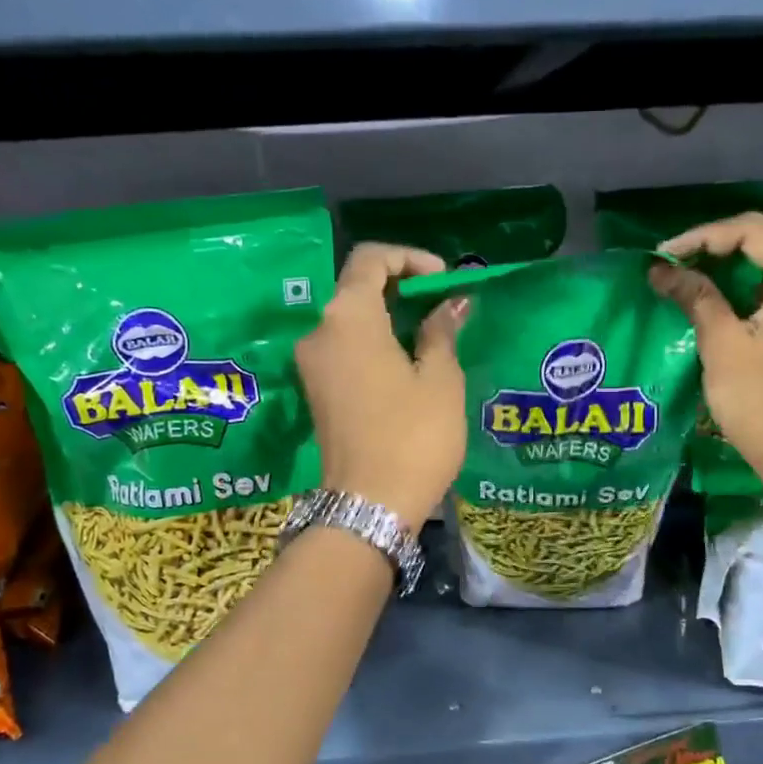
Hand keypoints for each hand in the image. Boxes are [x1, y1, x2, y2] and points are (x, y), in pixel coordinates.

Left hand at [296, 242, 468, 530]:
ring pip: (351, 320)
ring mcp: (312, 365)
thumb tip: (450, 304)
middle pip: (357, 288)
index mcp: (347, 317)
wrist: (370, 505)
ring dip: (390, 317)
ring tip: (433, 335)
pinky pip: (345, 349)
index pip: (370, 258)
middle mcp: (319, 332)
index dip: (410, 258)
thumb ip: (441, 331)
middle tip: (444, 306)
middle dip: (402, 287)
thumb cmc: (413, 436)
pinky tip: (409, 363)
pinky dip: (375, 343)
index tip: (443, 280)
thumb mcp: (440, 379)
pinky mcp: (316, 393)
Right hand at [648, 213, 762, 507]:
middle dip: (713, 249)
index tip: (661, 255)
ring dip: (728, 267)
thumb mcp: (723, 345)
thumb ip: (696, 297)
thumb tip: (660, 269)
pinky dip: (746, 286)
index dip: (700, 238)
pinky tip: (714, 295)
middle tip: (669, 264)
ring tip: (684, 277)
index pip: (751, 232)